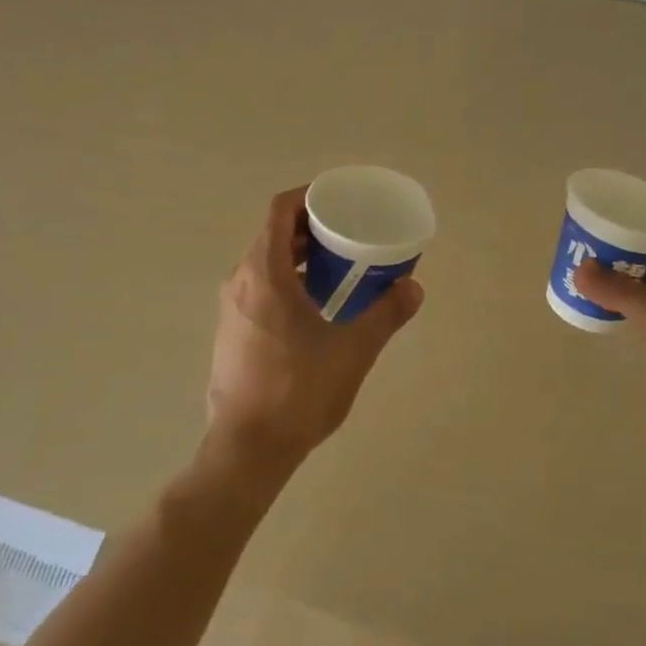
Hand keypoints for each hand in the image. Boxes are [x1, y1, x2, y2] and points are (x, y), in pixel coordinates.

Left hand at [205, 187, 424, 479]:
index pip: (280, 210)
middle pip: (273, 234)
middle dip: (311, 228)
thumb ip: (386, 314)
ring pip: (265, 263)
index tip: (339, 201)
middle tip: (349, 234)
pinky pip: (259, 288)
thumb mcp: (353, 350)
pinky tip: (316, 306)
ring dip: (299, 256)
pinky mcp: (231, 332)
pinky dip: (287, 281)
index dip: (309, 196)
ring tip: (339, 268)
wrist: (247, 449)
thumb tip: (414, 288)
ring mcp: (231, 308)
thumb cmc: (298, 391)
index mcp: (264, 273)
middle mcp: (240, 282)